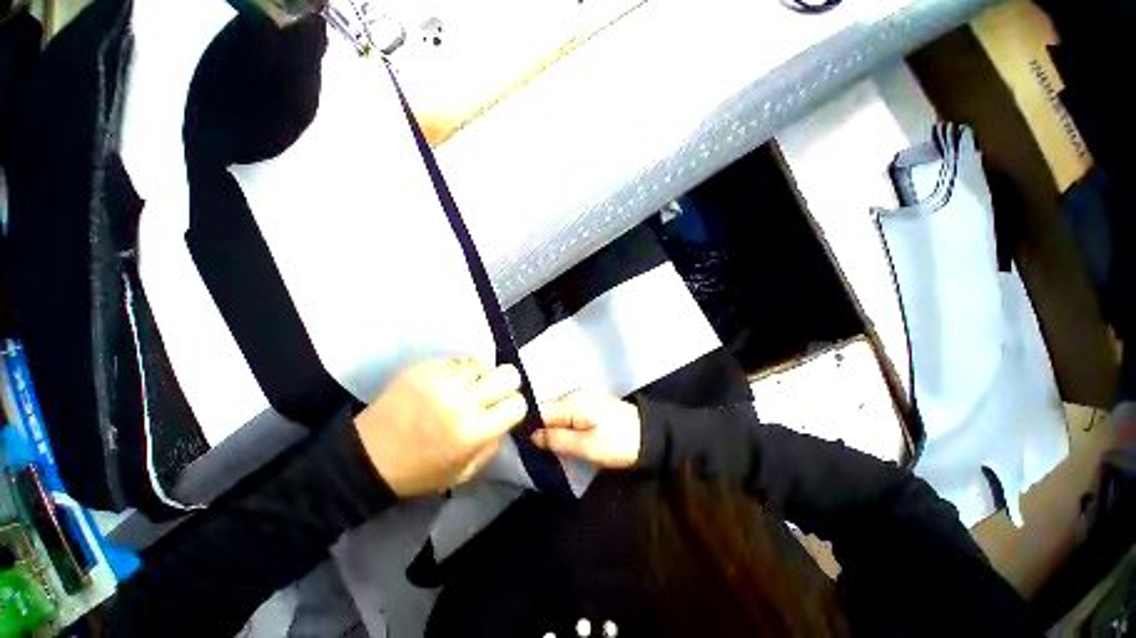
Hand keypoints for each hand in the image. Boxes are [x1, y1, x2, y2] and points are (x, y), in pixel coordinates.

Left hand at [355, 359, 527, 496]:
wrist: (367, 457)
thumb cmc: (419, 471)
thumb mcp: (465, 471)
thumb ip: (492, 442)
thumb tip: (504, 417)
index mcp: (475, 431)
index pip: (517, 403)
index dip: (514, 406)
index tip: (503, 409)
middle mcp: (463, 400)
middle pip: (508, 373)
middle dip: (505, 384)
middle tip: (490, 393)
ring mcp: (442, 380)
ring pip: (483, 364)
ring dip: (478, 377)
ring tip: (463, 389)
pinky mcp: (424, 367)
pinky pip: (456, 361)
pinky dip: (456, 372)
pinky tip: (443, 386)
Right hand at [533, 391, 642, 468]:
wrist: (651, 435)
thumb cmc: (619, 442)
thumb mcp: (587, 446)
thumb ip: (558, 439)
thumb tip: (532, 435)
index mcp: (572, 402)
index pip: (539, 409)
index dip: (528, 426)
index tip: (521, 444)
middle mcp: (574, 396)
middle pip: (547, 411)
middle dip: (539, 429)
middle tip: (534, 451)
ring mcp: (583, 400)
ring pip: (556, 414)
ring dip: (550, 430)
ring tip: (546, 449)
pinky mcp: (590, 408)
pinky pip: (567, 416)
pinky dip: (562, 428)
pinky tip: (562, 440)